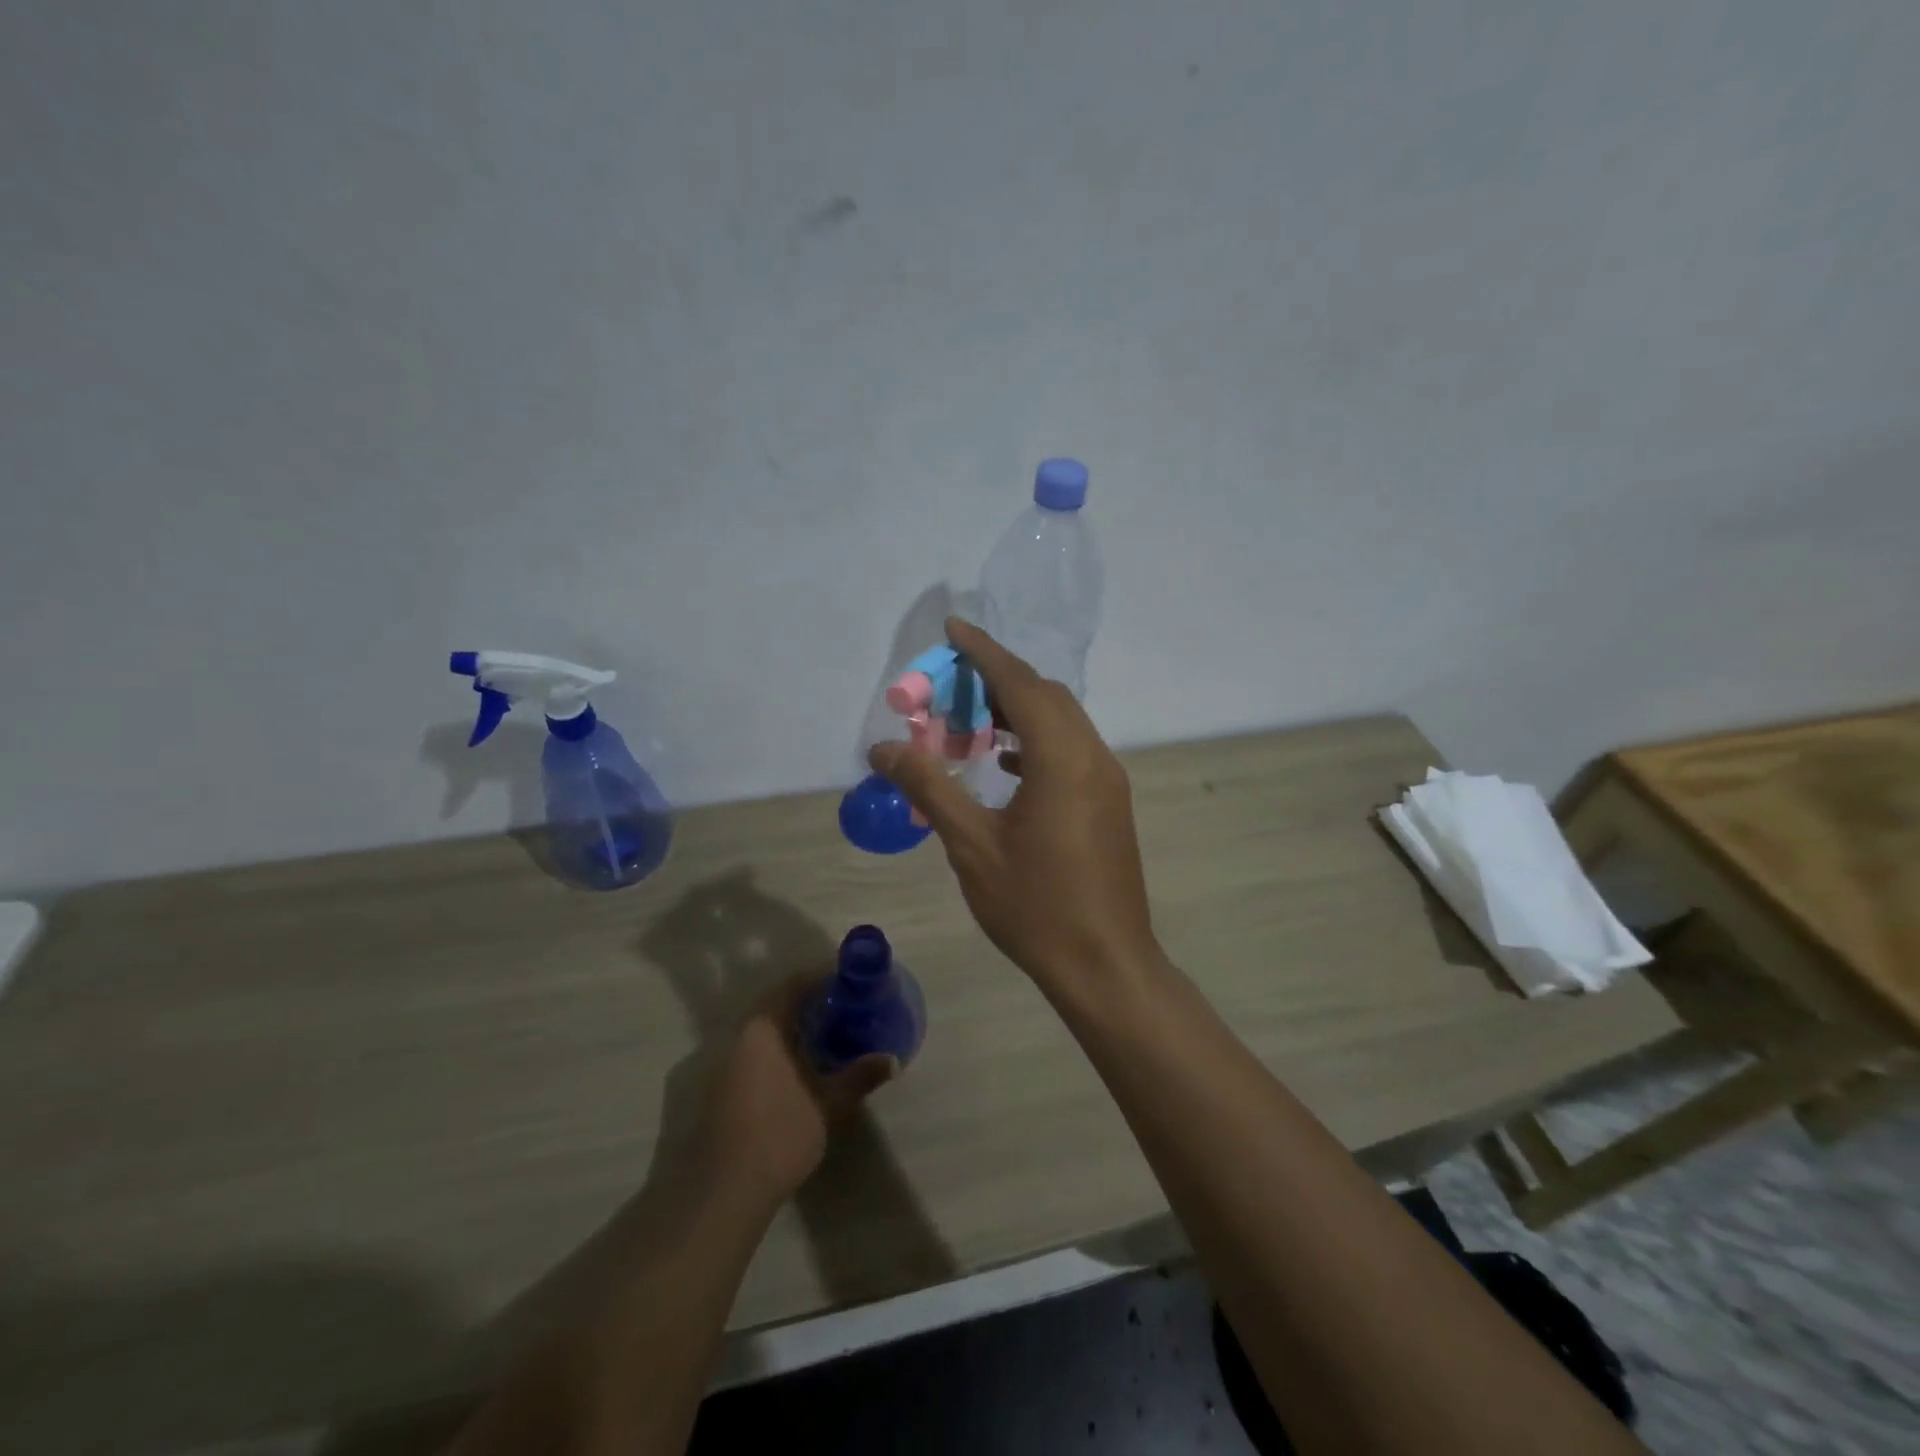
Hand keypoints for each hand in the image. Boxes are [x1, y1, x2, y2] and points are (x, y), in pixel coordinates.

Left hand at [698, 975, 899, 1205]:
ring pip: (764, 1029)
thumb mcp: (828, 1105)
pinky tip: (802, 1063)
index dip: (821, 976)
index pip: (793, 985)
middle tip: (844, 1002)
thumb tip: (892, 1059)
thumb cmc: (779, 1135)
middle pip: (777, 1003)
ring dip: (794, 1024)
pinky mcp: (721, 1088)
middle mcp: (739, 1037)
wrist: (724, 1192)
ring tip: (829, 1029)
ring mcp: (725, 1063)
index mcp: (763, 1029)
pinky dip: (780, 1046)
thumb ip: (859, 1077)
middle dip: (810, 1000)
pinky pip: (755, 1050)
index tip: (849, 976)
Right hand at [869, 618, 1161, 997]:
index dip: (984, 651)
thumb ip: (929, 786)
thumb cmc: (1035, 905)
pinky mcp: (1109, 802)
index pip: (1020, 684)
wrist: (1104, 962)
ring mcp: (1107, 780)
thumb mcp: (971, 844)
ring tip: (972, 722)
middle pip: (1045, 696)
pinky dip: (1036, 742)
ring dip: (1019, 711)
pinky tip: (1005, 764)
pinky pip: (1070, 750)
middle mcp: (1092, 756)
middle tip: (951, 684)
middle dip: (999, 679)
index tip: (953, 627)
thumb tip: (884, 748)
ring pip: (1062, 722)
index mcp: (1062, 758)